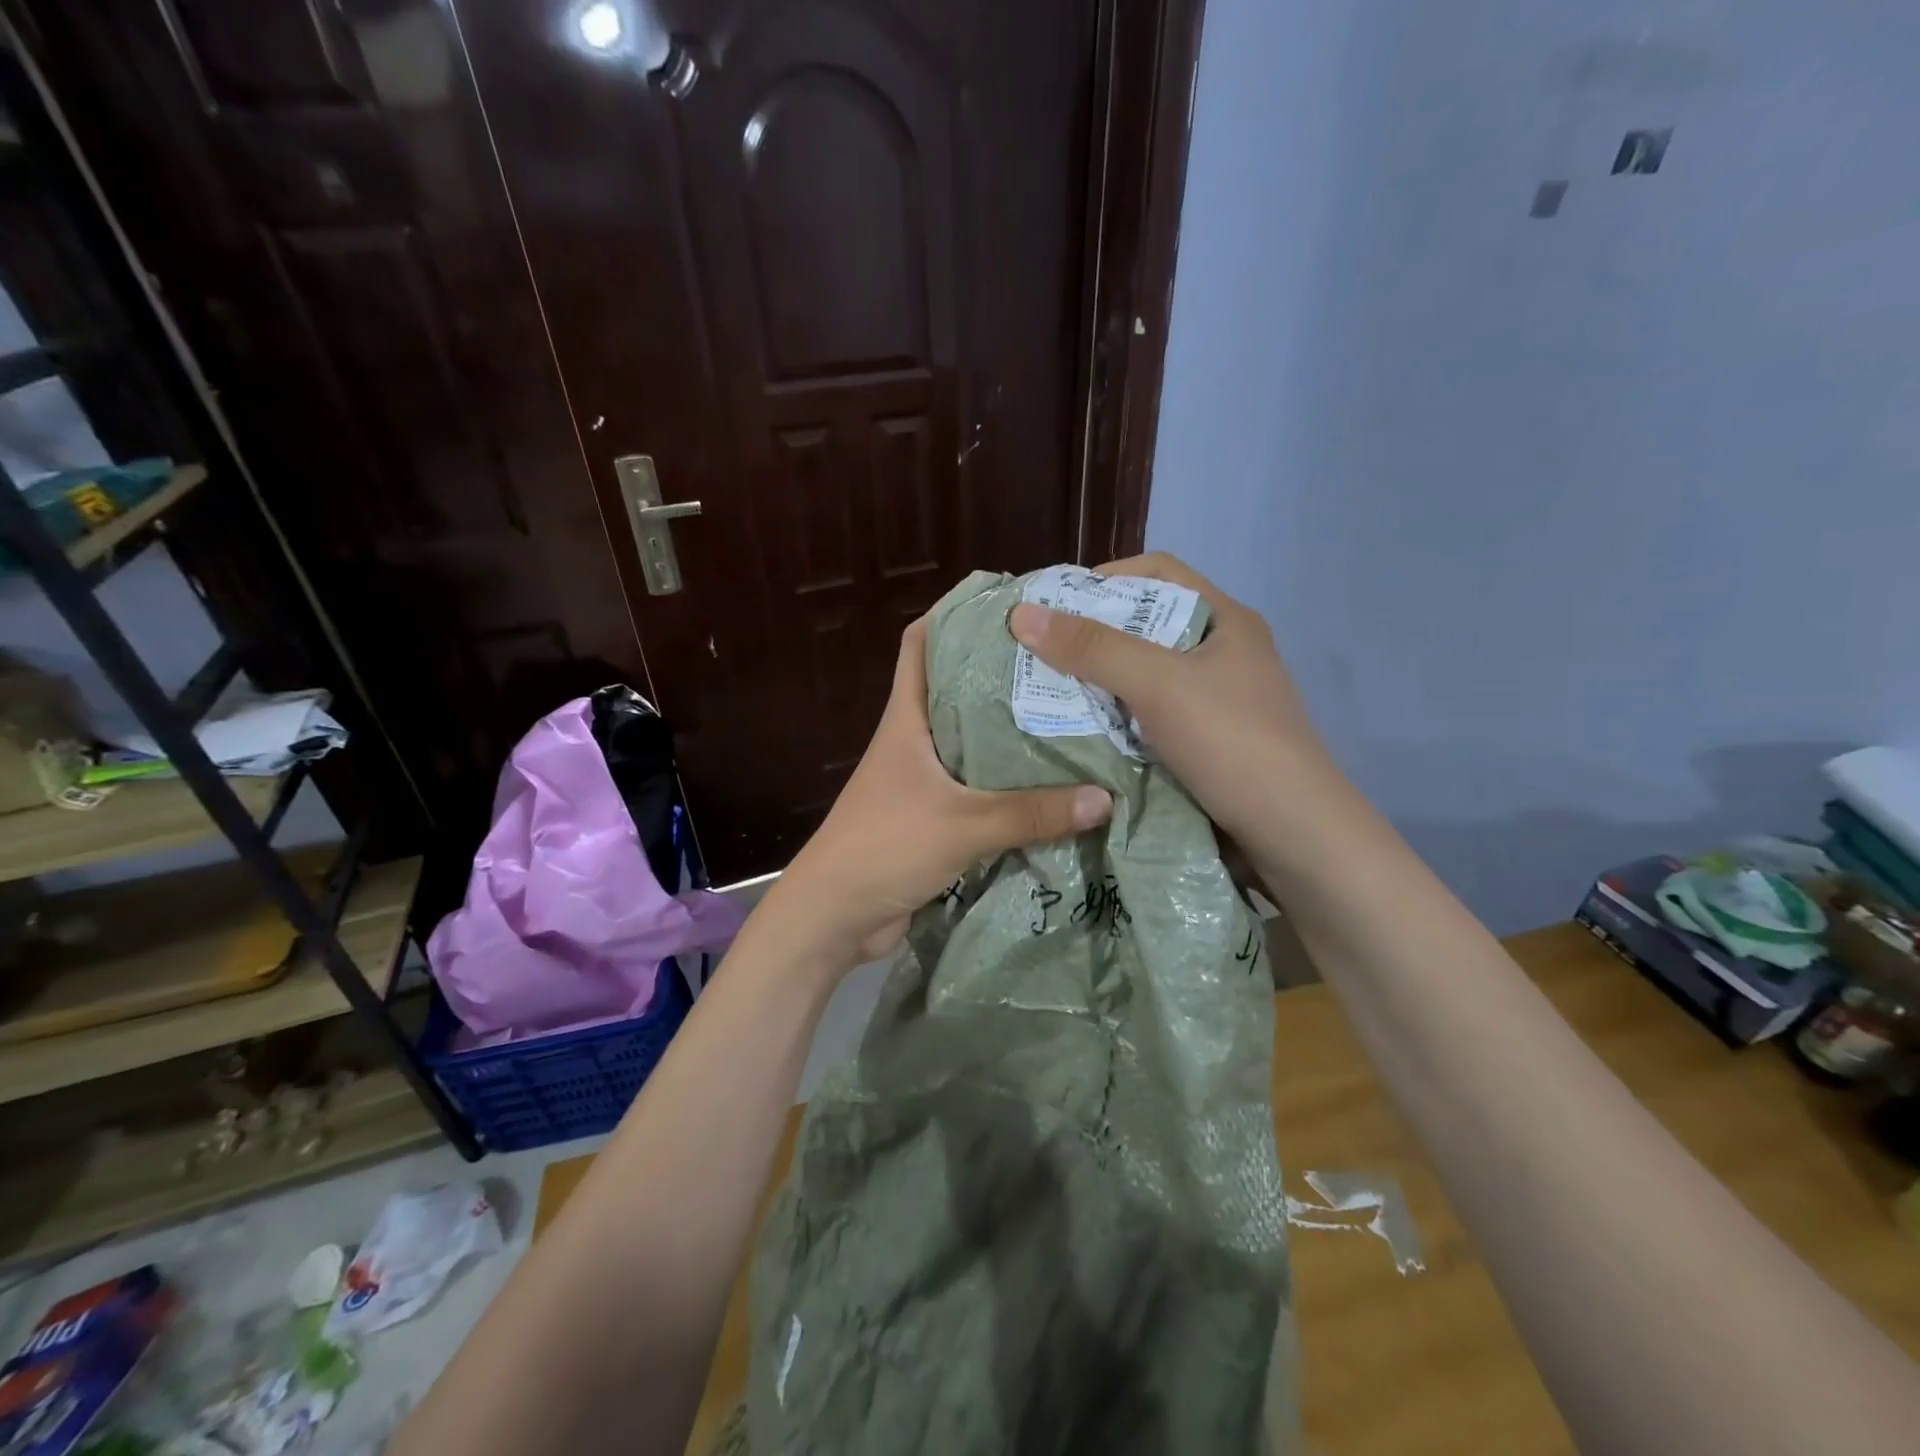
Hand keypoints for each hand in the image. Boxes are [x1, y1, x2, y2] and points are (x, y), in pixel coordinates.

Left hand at [762, 617, 1112, 976]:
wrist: (835, 917)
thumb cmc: (885, 847)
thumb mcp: (963, 825)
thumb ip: (1032, 813)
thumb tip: (1104, 798)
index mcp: (906, 719)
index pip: (920, 644)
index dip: (953, 613)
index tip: (1006, 601)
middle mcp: (914, 740)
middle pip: (957, 689)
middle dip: (1002, 672)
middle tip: (1062, 661)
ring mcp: (923, 780)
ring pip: (972, 741)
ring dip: (1010, 732)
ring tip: (1070, 714)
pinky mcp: (934, 817)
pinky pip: (979, 788)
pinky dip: (1009, 783)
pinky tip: (1053, 783)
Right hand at [1007, 552, 1331, 847]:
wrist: (1292, 836)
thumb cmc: (1230, 742)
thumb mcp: (1158, 684)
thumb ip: (1092, 648)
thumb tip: (1022, 614)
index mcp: (1225, 621)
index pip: (1159, 572)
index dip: (1106, 577)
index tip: (1055, 603)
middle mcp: (1223, 655)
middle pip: (1147, 626)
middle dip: (1092, 635)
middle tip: (1039, 651)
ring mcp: (1217, 704)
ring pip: (1145, 678)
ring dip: (1099, 683)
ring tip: (1048, 691)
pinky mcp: (1206, 746)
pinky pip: (1149, 719)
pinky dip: (1115, 721)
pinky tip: (1081, 732)